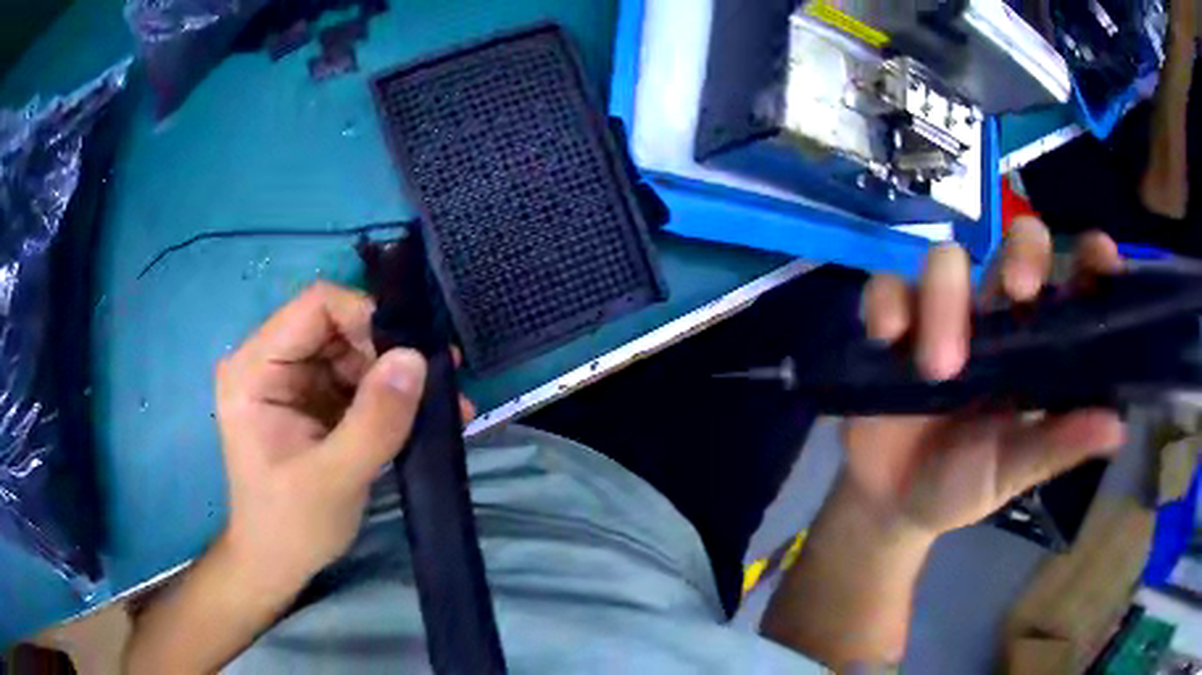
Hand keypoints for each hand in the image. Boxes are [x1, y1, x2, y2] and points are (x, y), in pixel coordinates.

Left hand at [214, 282, 427, 589]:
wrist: (277, 563)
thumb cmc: (291, 526)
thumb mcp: (335, 479)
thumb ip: (375, 421)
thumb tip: (417, 358)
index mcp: (254, 369)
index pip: (315, 307)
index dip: (367, 316)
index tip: (413, 353)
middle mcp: (270, 362)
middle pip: (338, 325)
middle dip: (388, 351)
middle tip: (439, 381)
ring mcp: (292, 379)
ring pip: (354, 350)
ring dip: (396, 375)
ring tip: (444, 405)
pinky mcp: (312, 399)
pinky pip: (357, 378)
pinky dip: (391, 395)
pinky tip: (425, 416)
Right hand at [843, 218, 1126, 537]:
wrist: (892, 503)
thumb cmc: (962, 486)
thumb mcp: (1014, 472)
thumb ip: (1058, 446)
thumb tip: (1117, 428)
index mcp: (1034, 348)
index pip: (1070, 284)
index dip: (1090, 260)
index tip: (1102, 257)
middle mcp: (994, 317)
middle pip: (1015, 241)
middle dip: (1022, 252)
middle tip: (1017, 291)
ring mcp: (941, 314)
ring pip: (947, 260)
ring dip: (944, 303)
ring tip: (939, 371)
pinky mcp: (891, 323)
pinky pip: (885, 288)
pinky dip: (886, 304)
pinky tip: (889, 340)